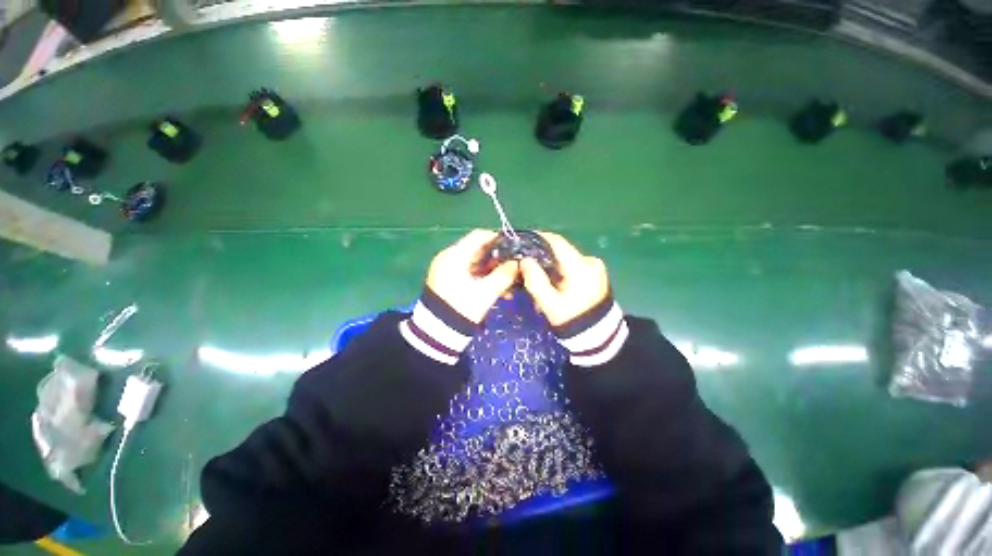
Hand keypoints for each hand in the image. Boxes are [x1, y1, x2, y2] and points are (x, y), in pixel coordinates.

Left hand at [426, 230, 518, 323]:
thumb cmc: (462, 309)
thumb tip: (517, 263)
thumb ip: (504, 275)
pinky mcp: (447, 279)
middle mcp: (448, 257)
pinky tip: (495, 285)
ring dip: (491, 268)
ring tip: (508, 278)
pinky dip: (482, 275)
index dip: (498, 238)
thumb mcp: (486, 292)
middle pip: (477, 249)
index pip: (478, 236)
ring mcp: (446, 268)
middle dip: (496, 256)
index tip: (514, 246)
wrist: (436, 333)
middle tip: (513, 264)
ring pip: (474, 261)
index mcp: (454, 256)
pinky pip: (468, 271)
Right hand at [520, 232, 609, 326]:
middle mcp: (591, 262)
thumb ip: (535, 281)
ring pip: (565, 258)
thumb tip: (525, 261)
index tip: (522, 241)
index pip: (557, 242)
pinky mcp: (595, 272)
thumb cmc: (572, 320)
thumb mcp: (550, 304)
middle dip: (542, 256)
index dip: (538, 238)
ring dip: (550, 265)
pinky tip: (552, 283)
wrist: (598, 335)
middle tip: (526, 266)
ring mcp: (595, 267)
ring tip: (538, 279)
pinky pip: (572, 265)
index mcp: (581, 268)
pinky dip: (560, 270)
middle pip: (560, 251)